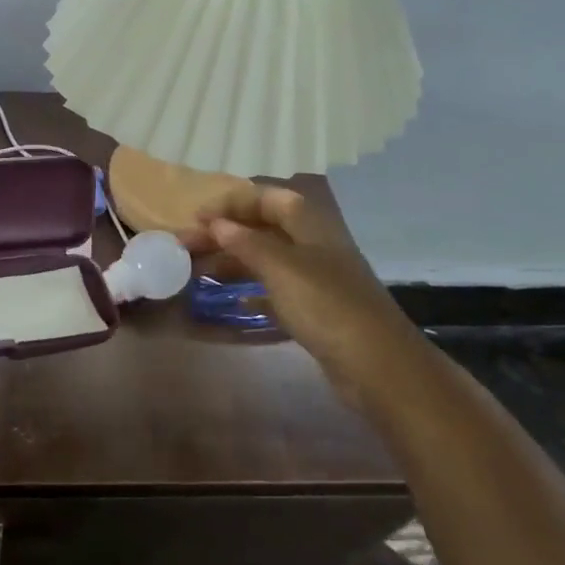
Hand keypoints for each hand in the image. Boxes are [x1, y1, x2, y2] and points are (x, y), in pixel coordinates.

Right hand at [178, 178, 421, 390]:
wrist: (378, 366)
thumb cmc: (326, 306)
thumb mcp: (281, 268)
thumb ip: (246, 243)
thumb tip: (216, 223)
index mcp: (311, 227)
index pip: (268, 199)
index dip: (233, 203)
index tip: (197, 217)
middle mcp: (315, 247)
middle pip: (264, 229)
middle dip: (225, 234)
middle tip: (186, 246)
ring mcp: (317, 280)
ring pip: (267, 260)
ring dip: (233, 262)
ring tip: (198, 272)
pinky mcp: (316, 311)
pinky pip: (276, 292)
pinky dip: (251, 292)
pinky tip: (231, 302)